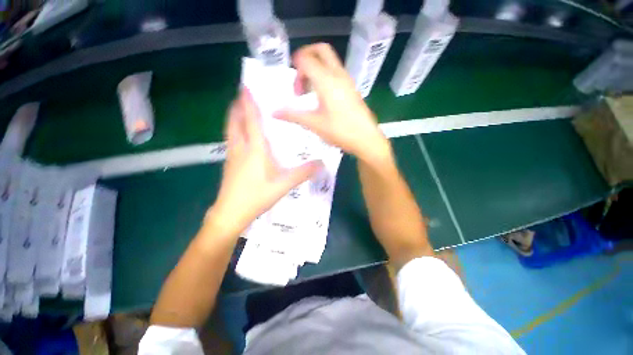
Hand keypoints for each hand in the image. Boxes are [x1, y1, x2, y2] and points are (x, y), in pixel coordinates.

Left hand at [207, 89, 322, 236]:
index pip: (251, 120)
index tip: (245, 86)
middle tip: (244, 94)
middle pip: (235, 120)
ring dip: (235, 116)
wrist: (231, 213)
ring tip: (242, 109)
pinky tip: (242, 135)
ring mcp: (232, 155)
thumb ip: (302, 173)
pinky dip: (235, 130)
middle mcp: (240, 147)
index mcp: (254, 149)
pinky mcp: (229, 163)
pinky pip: (231, 139)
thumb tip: (321, 164)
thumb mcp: (283, 185)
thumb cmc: (257, 196)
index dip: (248, 102)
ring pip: (231, 129)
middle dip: (238, 105)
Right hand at [275, 43, 391, 162]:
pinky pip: (336, 72)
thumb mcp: (314, 124)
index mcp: (326, 80)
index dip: (295, 66)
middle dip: (306, 57)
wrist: (366, 138)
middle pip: (320, 50)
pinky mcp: (352, 88)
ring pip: (329, 61)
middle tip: (299, 78)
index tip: (292, 85)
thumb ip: (293, 115)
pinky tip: (322, 97)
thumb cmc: (340, 131)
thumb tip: (274, 112)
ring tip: (309, 92)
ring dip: (316, 68)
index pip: (306, 58)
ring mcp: (347, 80)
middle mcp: (338, 74)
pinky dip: (325, 75)